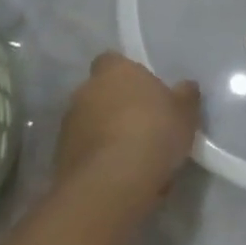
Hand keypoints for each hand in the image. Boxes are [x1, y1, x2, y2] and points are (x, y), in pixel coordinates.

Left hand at [52, 53, 199, 218]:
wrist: (112, 183)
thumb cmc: (154, 132)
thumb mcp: (186, 112)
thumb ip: (185, 96)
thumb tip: (185, 87)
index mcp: (114, 71)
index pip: (112, 61)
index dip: (127, 75)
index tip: (144, 92)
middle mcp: (85, 91)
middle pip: (100, 93)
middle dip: (116, 107)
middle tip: (142, 125)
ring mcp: (68, 126)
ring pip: (90, 124)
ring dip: (105, 135)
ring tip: (132, 157)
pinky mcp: (59, 159)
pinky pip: (84, 153)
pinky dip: (97, 160)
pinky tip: (119, 177)